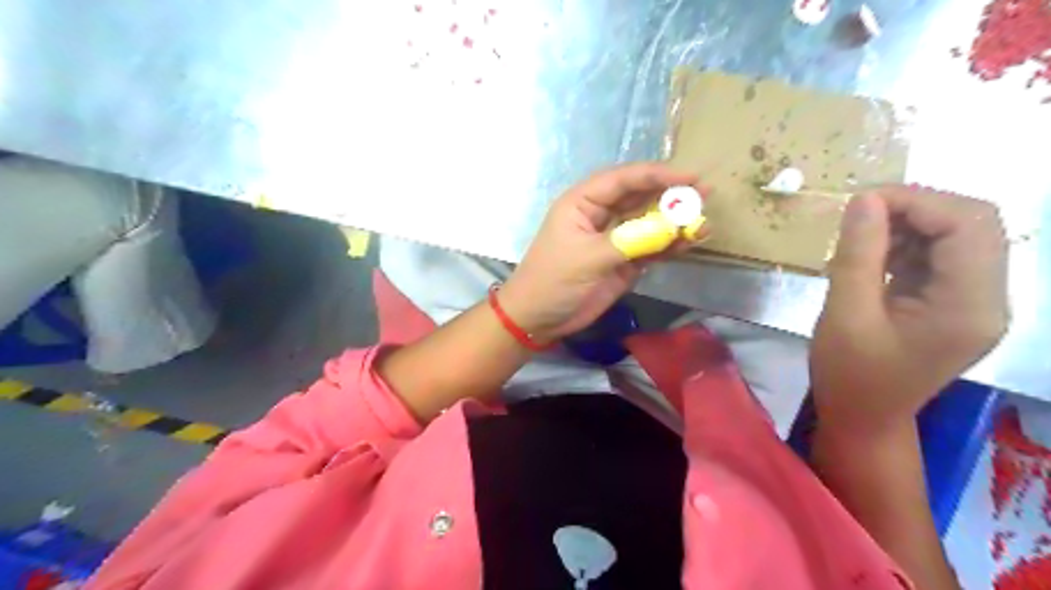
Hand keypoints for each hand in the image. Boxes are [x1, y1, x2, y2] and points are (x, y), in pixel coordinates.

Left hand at [497, 163, 699, 343]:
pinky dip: (668, 245)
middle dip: (671, 194)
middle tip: (705, 194)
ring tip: (703, 222)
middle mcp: (600, 215)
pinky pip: (650, 247)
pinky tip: (689, 243)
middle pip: (640, 196)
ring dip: (674, 222)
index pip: (622, 179)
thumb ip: (629, 241)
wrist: (538, 318)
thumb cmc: (553, 281)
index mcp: (583, 203)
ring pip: (648, 222)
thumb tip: (671, 227)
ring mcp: (613, 238)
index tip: (689, 177)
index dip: (656, 175)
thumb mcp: (588, 258)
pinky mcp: (623, 261)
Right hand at [811, 185, 1008, 432]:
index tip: (860, 201)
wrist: (863, 417)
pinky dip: (907, 243)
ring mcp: (974, 302)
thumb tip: (863, 200)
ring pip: (959, 236)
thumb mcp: (845, 314)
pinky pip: (941, 256)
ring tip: (861, 235)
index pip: (969, 226)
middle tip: (861, 213)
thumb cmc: (850, 374)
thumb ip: (857, 255)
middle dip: (916, 207)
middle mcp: (988, 299)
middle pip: (974, 225)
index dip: (918, 201)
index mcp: (969, 307)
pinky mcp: (954, 304)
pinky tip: (873, 254)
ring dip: (910, 224)